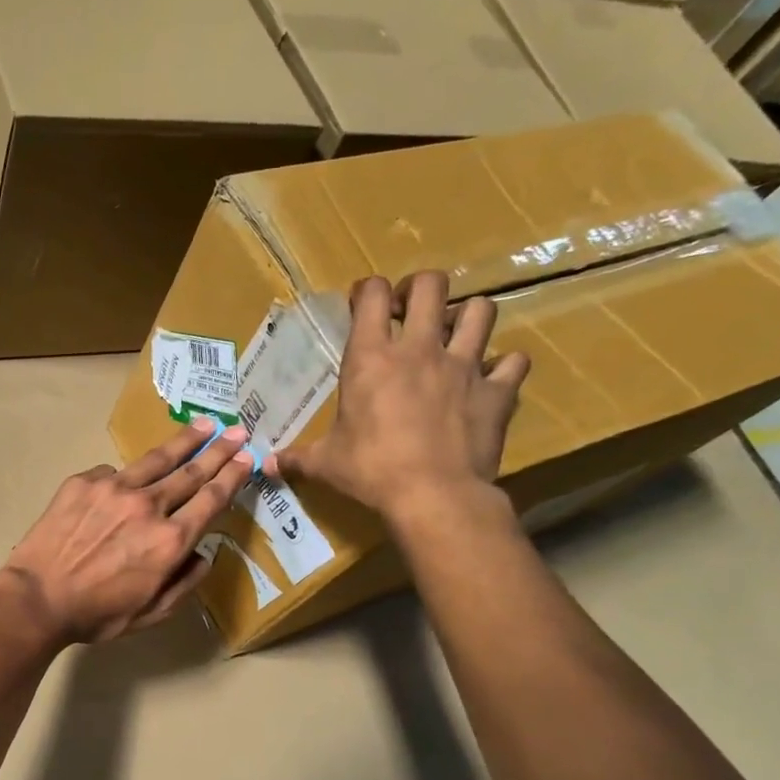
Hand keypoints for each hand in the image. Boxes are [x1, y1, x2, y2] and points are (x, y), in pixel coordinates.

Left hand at [0, 418, 254, 645]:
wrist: (36, 598)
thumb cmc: (96, 614)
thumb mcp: (152, 613)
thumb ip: (185, 583)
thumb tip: (205, 555)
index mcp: (170, 540)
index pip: (211, 499)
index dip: (232, 476)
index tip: (247, 458)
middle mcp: (148, 506)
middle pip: (191, 471)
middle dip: (218, 450)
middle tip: (236, 431)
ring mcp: (114, 488)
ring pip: (156, 459)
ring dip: (184, 441)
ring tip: (202, 425)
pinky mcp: (84, 482)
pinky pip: (114, 473)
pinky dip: (126, 477)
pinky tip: (126, 482)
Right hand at [268, 272, 529, 519]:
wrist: (433, 495)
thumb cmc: (371, 471)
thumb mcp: (325, 464)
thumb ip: (296, 458)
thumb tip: (265, 466)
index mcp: (371, 358)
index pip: (373, 295)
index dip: (369, 290)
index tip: (364, 302)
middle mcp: (420, 349)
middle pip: (431, 285)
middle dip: (420, 289)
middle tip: (411, 310)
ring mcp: (464, 365)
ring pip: (481, 309)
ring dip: (468, 317)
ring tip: (455, 336)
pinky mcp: (497, 390)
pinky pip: (514, 361)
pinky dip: (504, 365)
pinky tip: (491, 377)